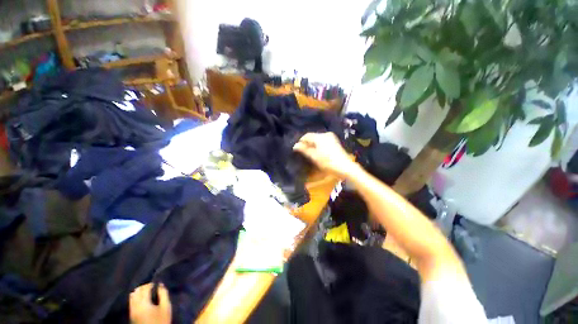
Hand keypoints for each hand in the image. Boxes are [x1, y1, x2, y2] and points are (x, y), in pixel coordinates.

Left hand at [129, 283, 171, 323]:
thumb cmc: (161, 320)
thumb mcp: (166, 307)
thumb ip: (163, 294)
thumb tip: (161, 285)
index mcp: (143, 303)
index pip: (145, 288)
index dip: (151, 284)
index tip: (157, 284)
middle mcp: (135, 306)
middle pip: (137, 291)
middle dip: (145, 287)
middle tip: (153, 288)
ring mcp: (131, 311)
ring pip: (132, 296)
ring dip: (139, 292)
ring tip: (147, 293)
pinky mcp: (131, 315)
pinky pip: (131, 302)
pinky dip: (136, 297)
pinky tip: (142, 300)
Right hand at [293, 132, 358, 178]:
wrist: (345, 167)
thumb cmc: (328, 162)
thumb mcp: (314, 156)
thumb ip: (304, 150)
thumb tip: (295, 145)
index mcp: (320, 137)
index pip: (307, 136)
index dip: (301, 141)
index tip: (296, 148)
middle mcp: (326, 134)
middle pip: (312, 136)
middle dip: (307, 143)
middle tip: (302, 151)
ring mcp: (331, 137)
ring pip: (317, 139)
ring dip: (312, 144)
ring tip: (308, 152)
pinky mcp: (334, 141)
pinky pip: (323, 141)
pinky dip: (318, 145)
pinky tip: (317, 151)